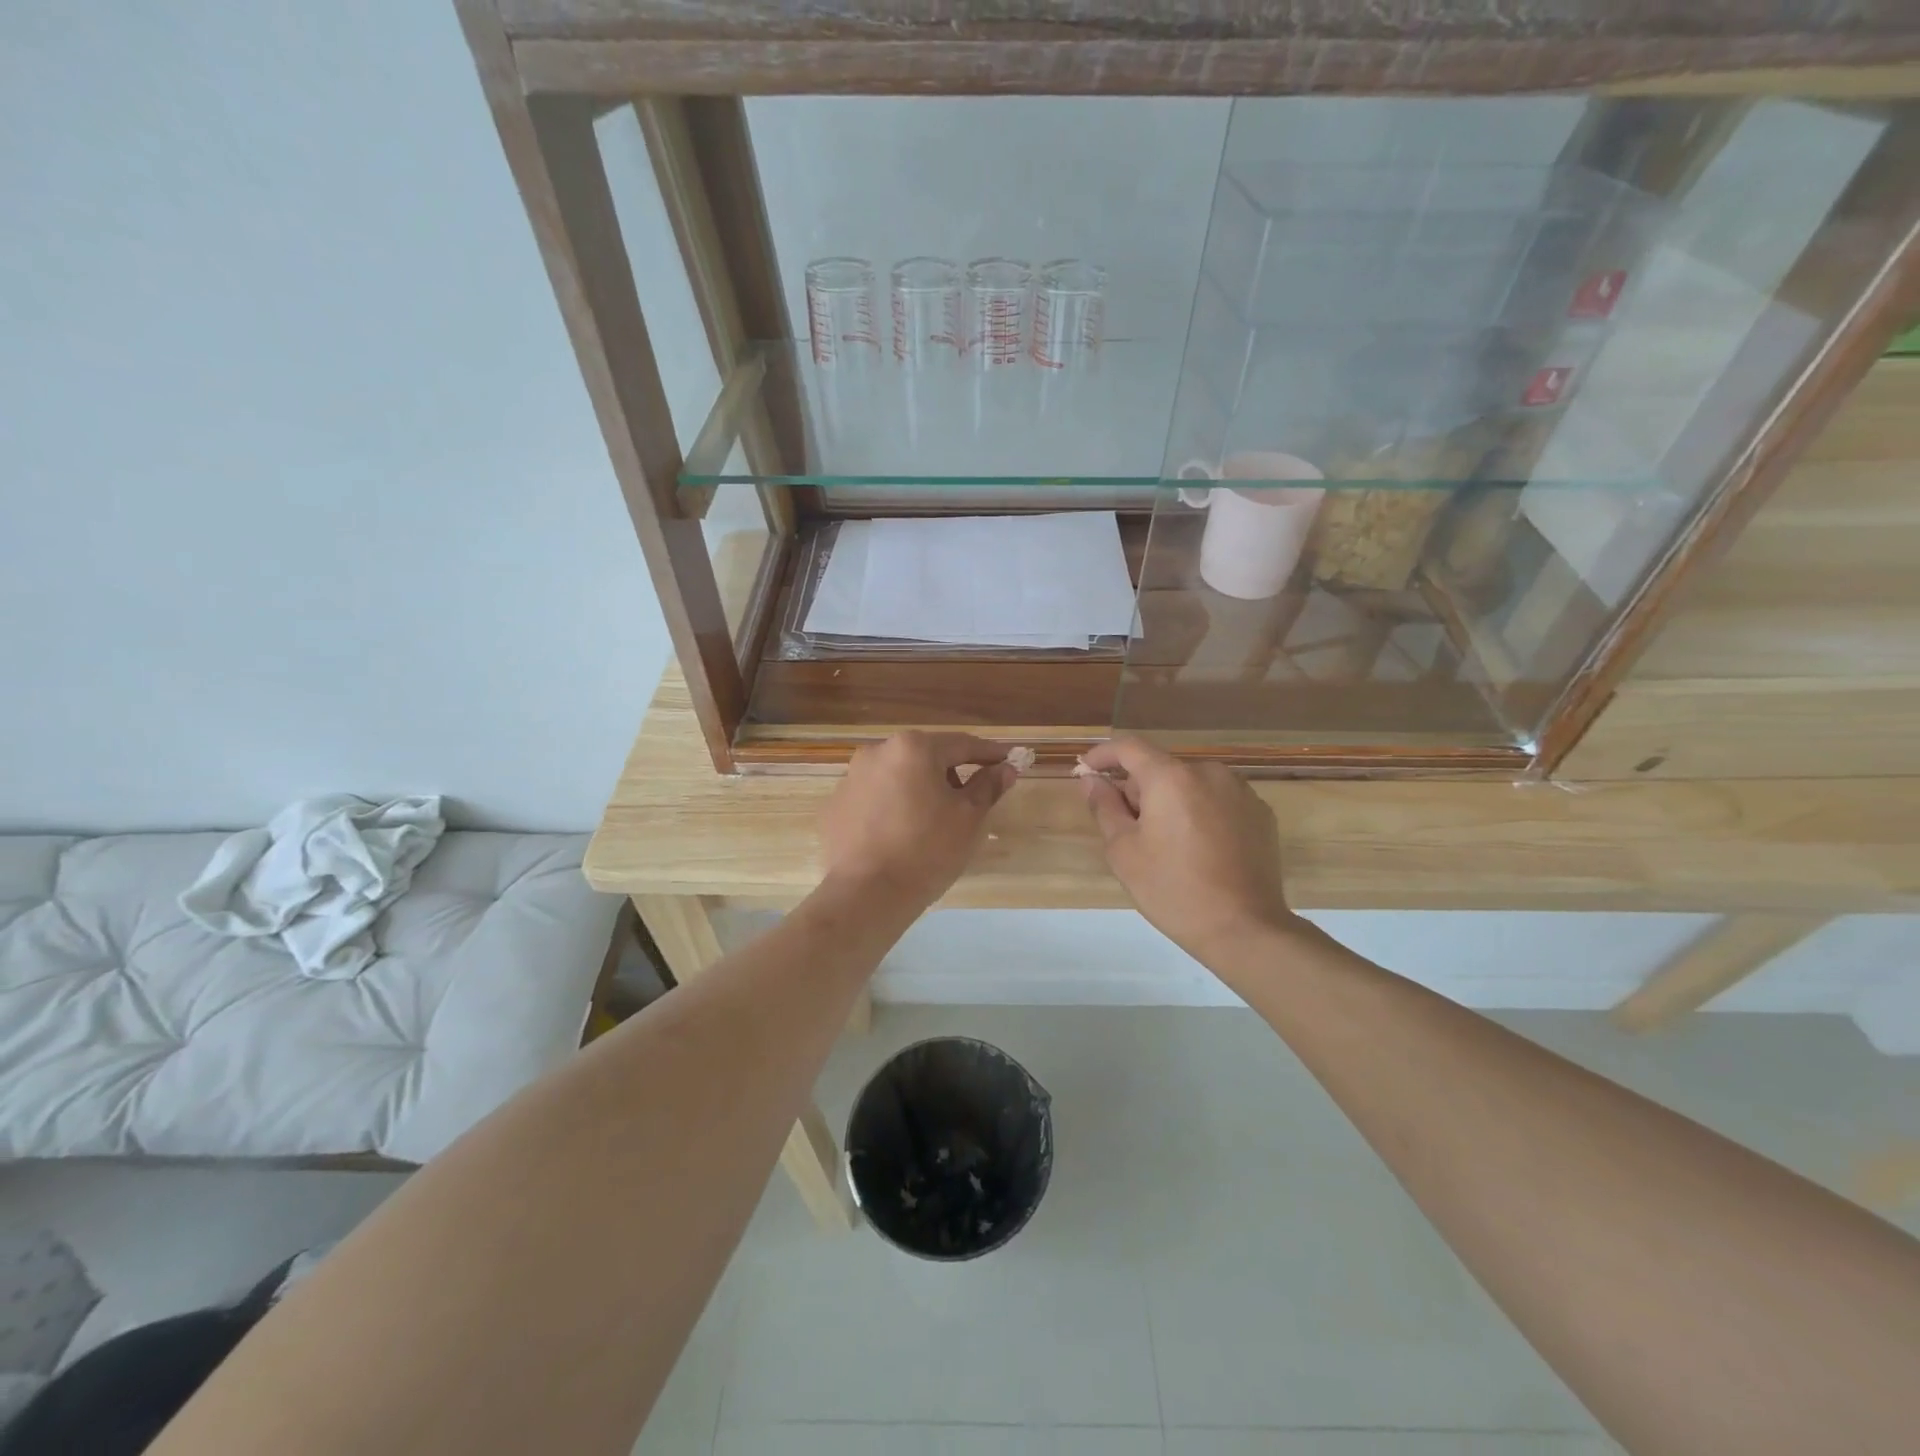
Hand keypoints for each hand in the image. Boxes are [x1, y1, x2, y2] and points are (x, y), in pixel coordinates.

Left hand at [819, 732, 1016, 908]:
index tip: (1009, 761)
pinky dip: (893, 807)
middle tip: (971, 801)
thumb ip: (988, 786)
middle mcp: (877, 752)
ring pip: (898, 776)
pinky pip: (875, 798)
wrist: (866, 894)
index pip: (962, 744)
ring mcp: (851, 778)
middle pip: (926, 757)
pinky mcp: (836, 806)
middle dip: (951, 774)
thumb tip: (1005, 768)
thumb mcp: (968, 818)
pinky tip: (901, 835)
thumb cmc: (927, 850)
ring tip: (933, 823)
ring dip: (920, 789)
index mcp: (913, 748)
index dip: (990, 754)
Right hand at [1078, 738, 1295, 958]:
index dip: (1102, 754)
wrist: (1244, 929)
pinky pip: (1218, 800)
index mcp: (1171, 777)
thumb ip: (1104, 807)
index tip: (1086, 770)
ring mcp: (1241, 791)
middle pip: (1161, 767)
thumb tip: (1092, 780)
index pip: (1129, 747)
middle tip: (1125, 826)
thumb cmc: (1173, 889)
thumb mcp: (1124, 851)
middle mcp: (1209, 772)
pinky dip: (1199, 812)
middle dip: (1138, 788)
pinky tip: (1197, 848)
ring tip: (1164, 842)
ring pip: (1190, 784)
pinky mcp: (1261, 813)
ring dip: (1170, 800)